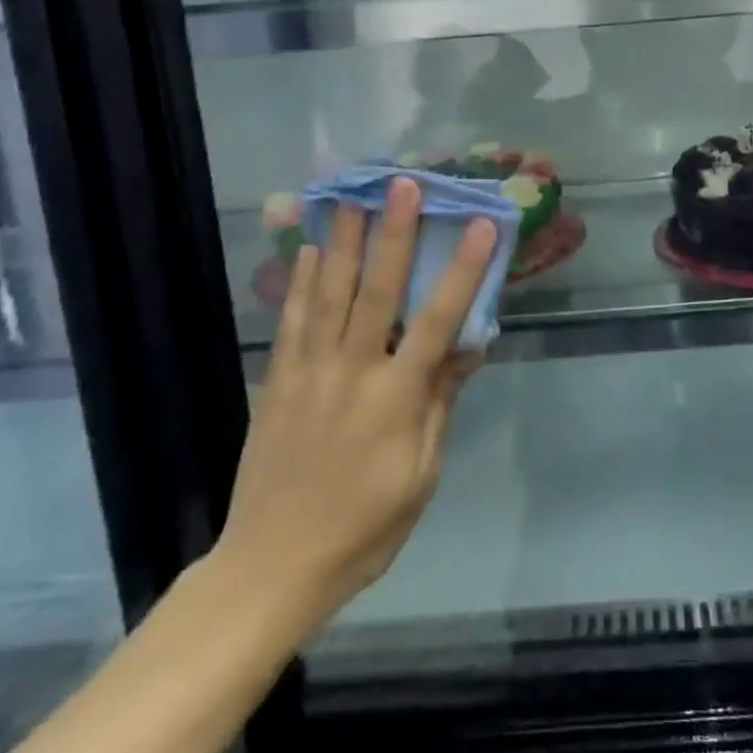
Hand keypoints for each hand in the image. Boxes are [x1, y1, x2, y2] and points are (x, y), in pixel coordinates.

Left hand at [210, 179, 496, 636]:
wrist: (271, 568)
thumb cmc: (364, 528)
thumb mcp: (421, 476)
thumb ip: (440, 405)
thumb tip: (468, 349)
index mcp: (395, 398)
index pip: (438, 321)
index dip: (462, 270)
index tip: (480, 225)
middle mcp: (352, 372)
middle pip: (376, 291)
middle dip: (393, 234)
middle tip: (403, 185)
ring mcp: (309, 372)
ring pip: (327, 295)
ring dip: (342, 242)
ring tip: (351, 197)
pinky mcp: (278, 381)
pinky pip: (290, 321)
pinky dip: (298, 281)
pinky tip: (305, 248)